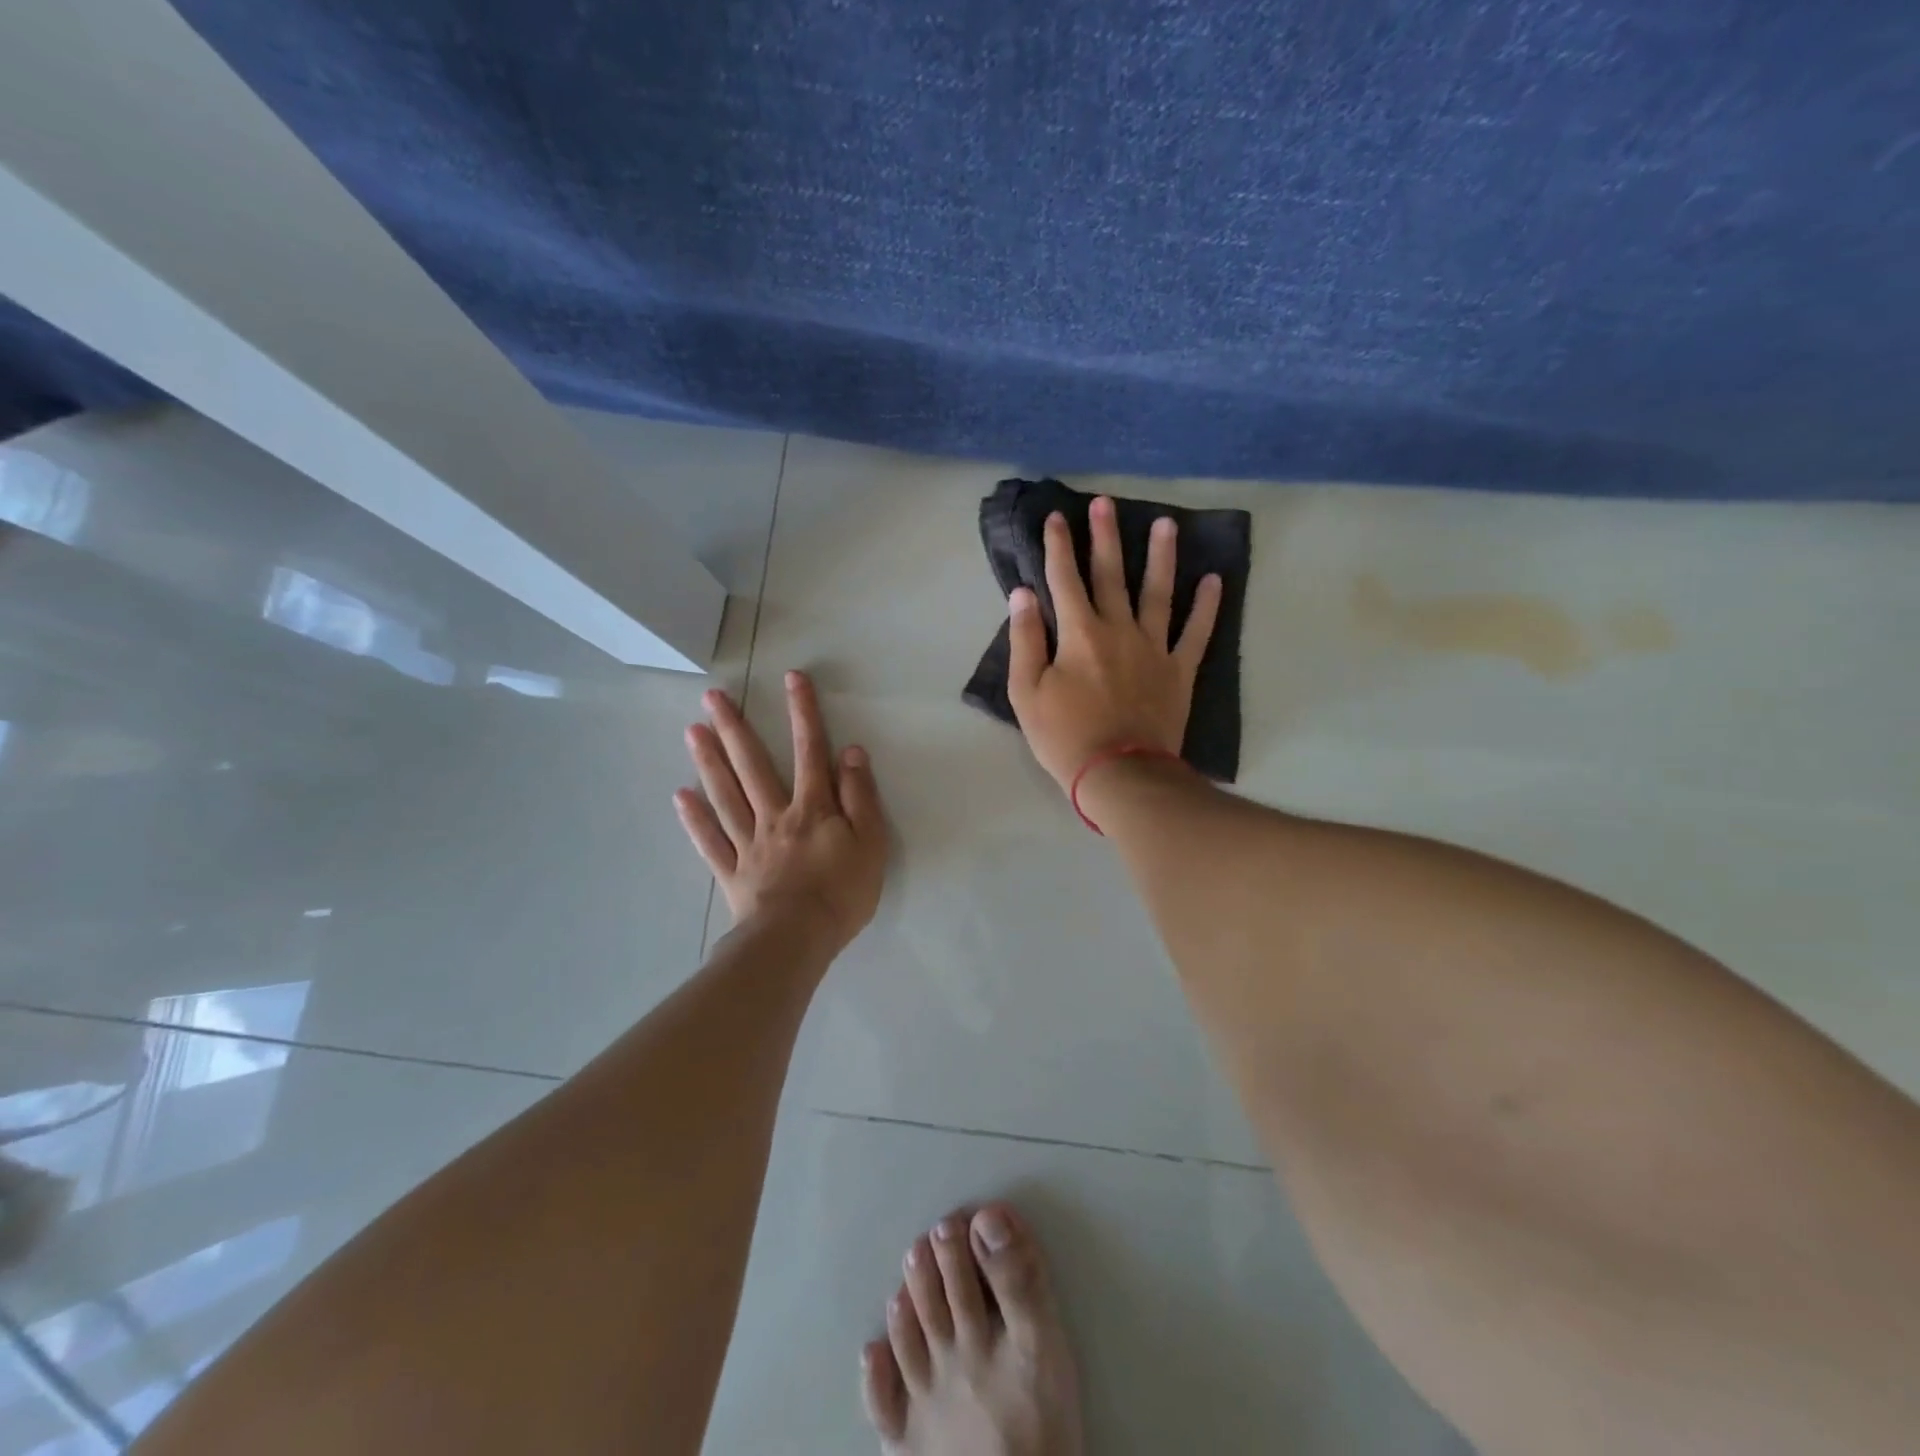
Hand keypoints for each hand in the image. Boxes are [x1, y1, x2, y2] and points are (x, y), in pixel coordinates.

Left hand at [674, 670, 886, 953]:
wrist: (798, 940)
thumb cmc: (842, 892)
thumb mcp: (871, 842)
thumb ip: (860, 796)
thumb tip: (851, 752)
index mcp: (813, 808)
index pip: (810, 751)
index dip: (803, 713)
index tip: (792, 678)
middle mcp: (776, 816)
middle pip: (753, 766)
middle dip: (736, 728)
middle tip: (713, 697)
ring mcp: (749, 844)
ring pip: (726, 795)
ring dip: (709, 761)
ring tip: (692, 731)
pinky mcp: (732, 872)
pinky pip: (710, 841)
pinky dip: (695, 819)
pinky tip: (680, 796)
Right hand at [1007, 496, 1220, 792]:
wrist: (1119, 774)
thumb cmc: (1065, 737)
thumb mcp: (1027, 693)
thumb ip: (1025, 640)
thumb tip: (1024, 594)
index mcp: (1079, 634)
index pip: (1064, 579)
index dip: (1058, 546)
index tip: (1056, 517)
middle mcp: (1118, 629)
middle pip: (1111, 574)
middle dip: (1105, 536)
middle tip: (1106, 503)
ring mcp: (1154, 647)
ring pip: (1158, 592)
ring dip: (1161, 556)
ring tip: (1166, 524)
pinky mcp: (1179, 670)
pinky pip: (1196, 632)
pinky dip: (1207, 606)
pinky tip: (1214, 580)